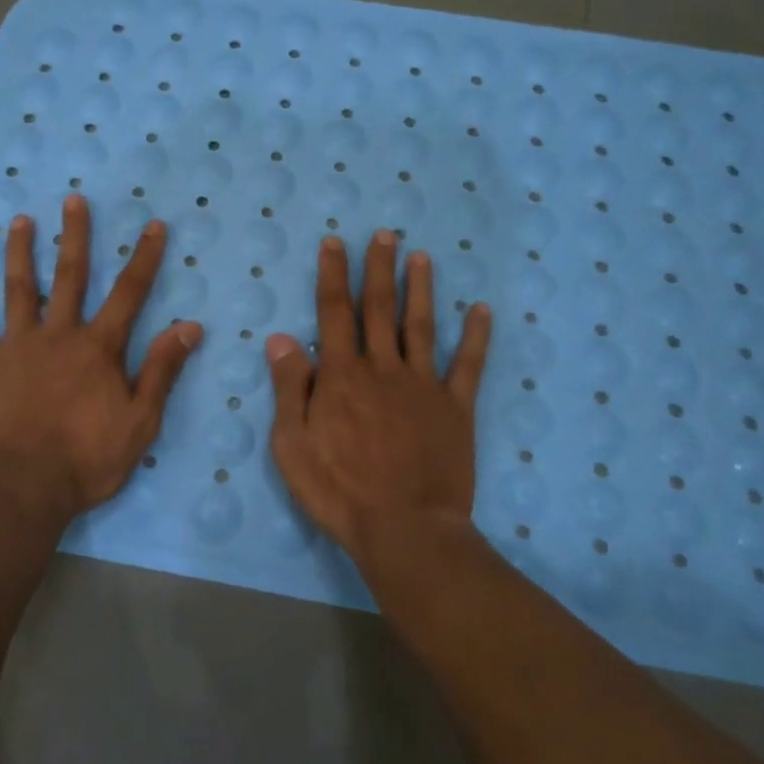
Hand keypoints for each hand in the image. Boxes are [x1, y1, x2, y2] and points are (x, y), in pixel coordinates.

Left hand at [0, 194, 201, 519]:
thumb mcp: (141, 420)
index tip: (153, 226)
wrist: (23, 488)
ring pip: (18, 289)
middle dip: (75, 236)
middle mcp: (58, 334)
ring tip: (19, 221)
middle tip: (73, 200)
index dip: (144, 258)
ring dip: (20, 252)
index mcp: (98, 347)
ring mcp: (17, 346)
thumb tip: (189, 326)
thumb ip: (162, 370)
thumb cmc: (87, 459)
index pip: (129, 293)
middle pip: (69, 276)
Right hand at [266, 230, 491, 557]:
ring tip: (421, 256)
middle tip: (384, 234)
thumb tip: (281, 338)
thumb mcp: (292, 445)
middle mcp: (383, 369)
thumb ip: (290, 388)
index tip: (335, 242)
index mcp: (342, 376)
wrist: (405, 529)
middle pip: (379, 309)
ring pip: (420, 326)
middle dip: (379, 269)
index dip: (333, 275)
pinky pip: (467, 366)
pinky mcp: (455, 408)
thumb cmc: (340, 490)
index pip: (334, 313)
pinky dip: (476, 337)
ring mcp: (423, 386)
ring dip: (420, 289)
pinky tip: (482, 311)